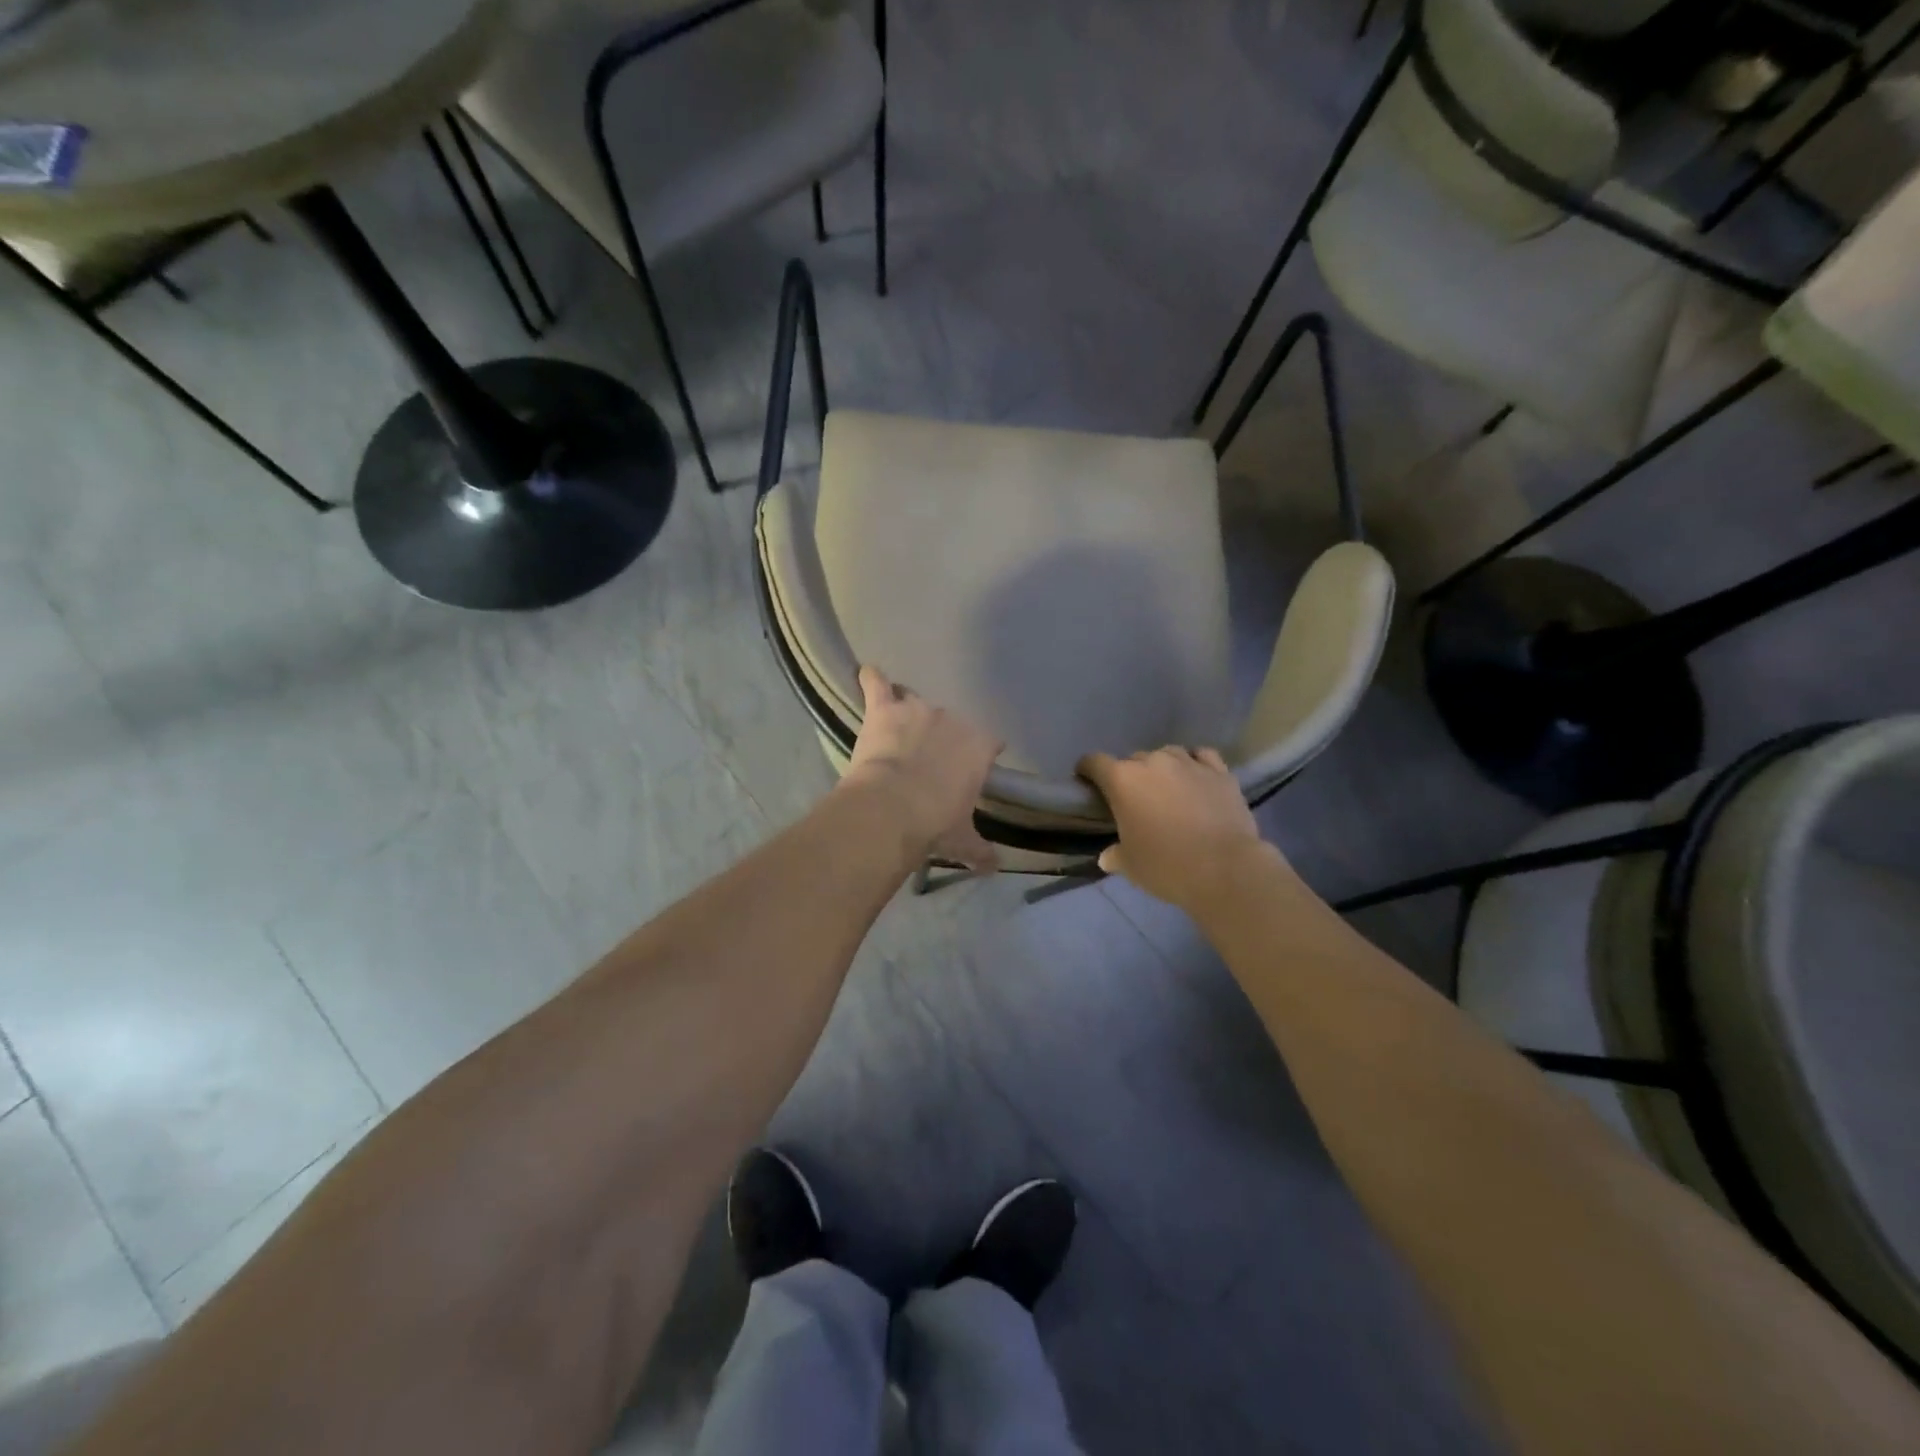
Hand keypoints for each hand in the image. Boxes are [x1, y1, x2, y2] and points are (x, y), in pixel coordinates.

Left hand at [842, 666, 1001, 872]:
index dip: (979, 755)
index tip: (968, 771)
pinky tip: (867, 675)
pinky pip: (877, 685)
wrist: (893, 808)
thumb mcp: (962, 840)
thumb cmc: (935, 823)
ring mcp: (917, 709)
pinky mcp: (884, 710)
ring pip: (915, 701)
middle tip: (926, 763)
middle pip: (950, 723)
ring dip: (908, 714)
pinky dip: (871, 680)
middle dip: (940, 739)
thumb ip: (980, 850)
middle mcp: (953, 720)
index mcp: (979, 746)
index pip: (989, 743)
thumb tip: (995, 866)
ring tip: (899, 730)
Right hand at [1078, 746, 1275, 911]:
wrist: (1225, 869)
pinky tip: (1195, 776)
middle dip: (1129, 776)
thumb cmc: (1166, 866)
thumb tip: (1107, 857)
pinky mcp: (1220, 772)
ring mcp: (1189, 763)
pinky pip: (1201, 756)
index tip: (1087, 781)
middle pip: (1132, 760)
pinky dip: (1194, 763)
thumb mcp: (1131, 866)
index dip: (1087, 770)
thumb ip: (1115, 855)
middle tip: (1135, 800)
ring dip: (1162, 768)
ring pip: (1167, 754)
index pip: (1094, 762)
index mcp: (1122, 780)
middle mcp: (1153, 762)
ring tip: (1167, 787)